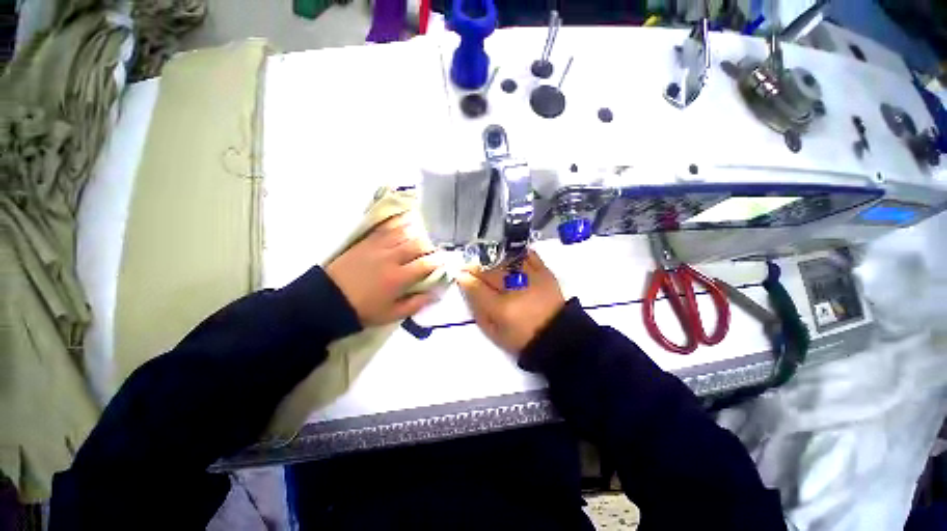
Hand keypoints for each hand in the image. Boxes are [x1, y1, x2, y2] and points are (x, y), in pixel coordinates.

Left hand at [326, 213, 441, 326]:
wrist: (328, 300)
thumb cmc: (363, 310)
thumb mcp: (391, 315)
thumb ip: (416, 304)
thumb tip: (435, 294)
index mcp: (398, 278)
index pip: (426, 264)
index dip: (439, 262)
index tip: (444, 262)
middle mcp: (391, 258)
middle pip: (417, 244)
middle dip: (429, 247)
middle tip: (432, 252)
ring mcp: (378, 247)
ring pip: (403, 233)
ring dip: (416, 235)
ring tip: (420, 239)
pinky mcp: (366, 242)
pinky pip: (386, 229)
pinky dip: (398, 226)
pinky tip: (404, 226)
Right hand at [457, 251, 565, 354]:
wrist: (557, 336)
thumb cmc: (521, 337)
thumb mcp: (494, 332)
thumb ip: (477, 309)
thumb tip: (466, 287)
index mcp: (501, 308)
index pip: (476, 287)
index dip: (465, 278)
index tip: (459, 274)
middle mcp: (515, 289)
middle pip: (489, 270)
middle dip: (475, 266)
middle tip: (469, 265)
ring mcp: (531, 278)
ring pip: (505, 260)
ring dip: (492, 258)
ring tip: (487, 261)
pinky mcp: (545, 272)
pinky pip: (528, 255)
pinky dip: (517, 253)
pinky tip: (509, 256)